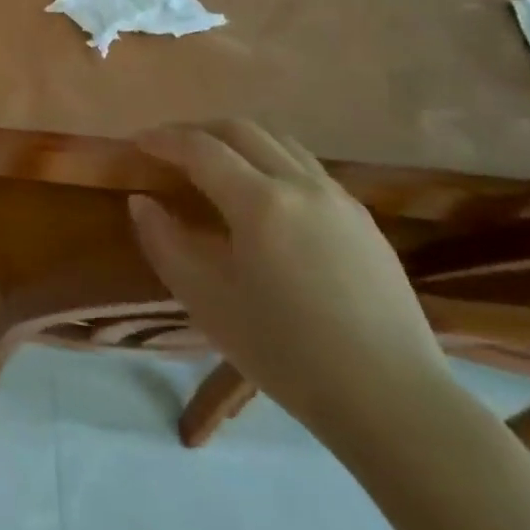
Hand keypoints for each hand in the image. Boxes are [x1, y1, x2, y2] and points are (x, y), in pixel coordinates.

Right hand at [129, 121, 453, 446]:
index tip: (137, 143)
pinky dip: (270, 160)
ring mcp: (338, 198)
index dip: (163, 139)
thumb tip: (142, 202)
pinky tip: (262, 196)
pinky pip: (306, 167)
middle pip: (241, 129)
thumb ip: (164, 242)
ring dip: (237, 140)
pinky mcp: (363, 219)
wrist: (392, 399)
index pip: (200, 148)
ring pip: (279, 141)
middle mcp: (301, 184)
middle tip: (169, 147)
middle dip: (198, 130)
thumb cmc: (286, 352)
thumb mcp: (206, 301)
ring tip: (213, 163)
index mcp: (260, 202)